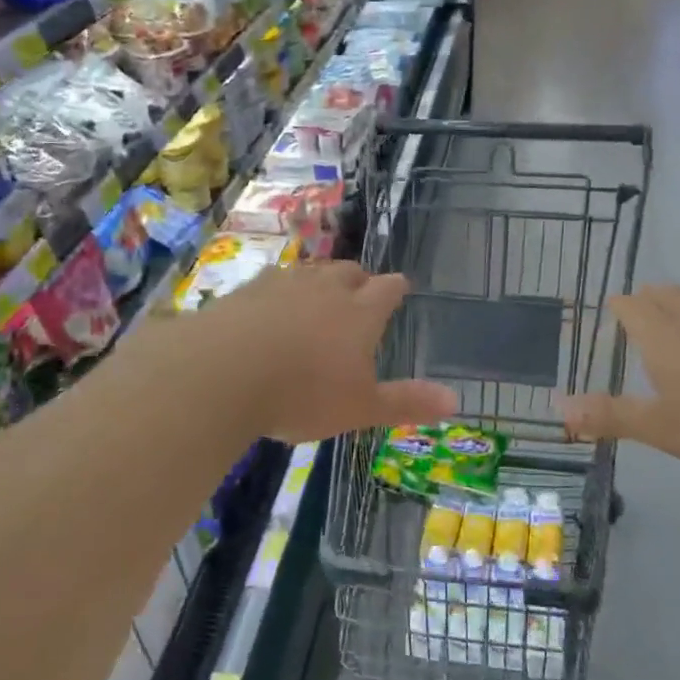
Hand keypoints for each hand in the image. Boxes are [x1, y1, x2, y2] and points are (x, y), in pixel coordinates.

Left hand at [130, 261, 457, 443]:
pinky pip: (271, 282)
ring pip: (310, 272)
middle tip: (361, 290)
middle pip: (349, 272)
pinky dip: (279, 291)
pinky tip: (270, 306)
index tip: (401, 286)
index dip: (397, 288)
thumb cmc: (303, 393)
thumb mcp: (360, 408)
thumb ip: (406, 402)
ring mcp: (283, 285)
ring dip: (319, 280)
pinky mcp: (245, 291)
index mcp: (360, 313)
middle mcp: (325, 289)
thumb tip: (456, 399)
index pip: (388, 289)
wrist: (223, 372)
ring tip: (319, 294)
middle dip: (359, 279)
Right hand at [564, 286, 679, 479]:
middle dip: (647, 302)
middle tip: (640, 319)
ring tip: (678, 322)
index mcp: (665, 334)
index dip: (619, 308)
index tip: (612, 314)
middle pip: (664, 293)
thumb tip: (557, 407)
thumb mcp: (662, 428)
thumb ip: (610, 415)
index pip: (632, 305)